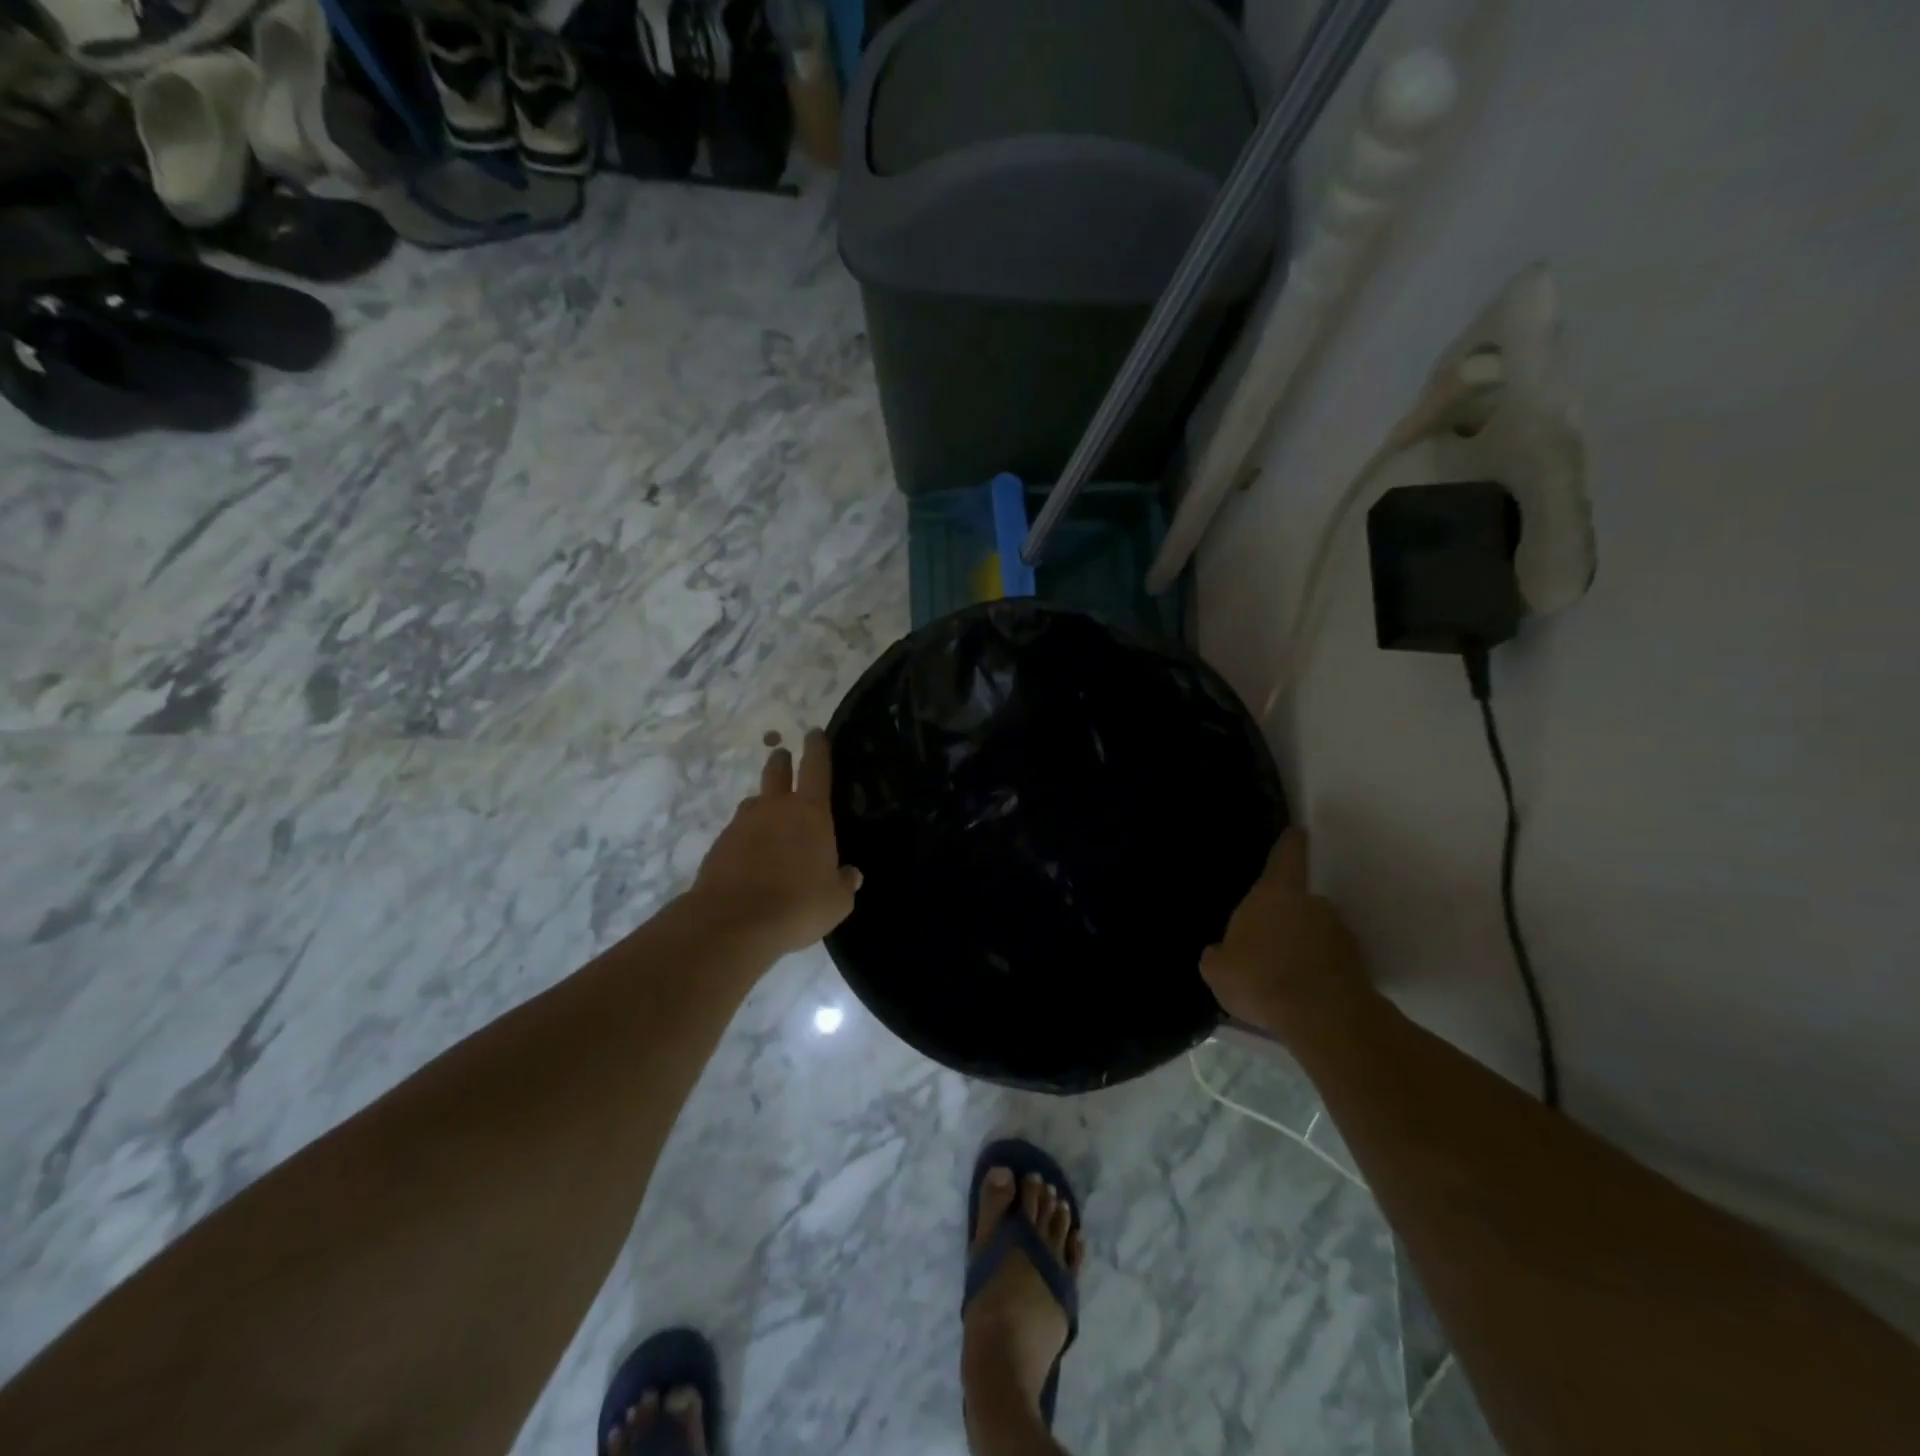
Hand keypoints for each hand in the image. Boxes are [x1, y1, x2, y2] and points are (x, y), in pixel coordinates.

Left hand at [688, 730, 861, 957]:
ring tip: (769, 819)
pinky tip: (751, 858)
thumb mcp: (836, 901)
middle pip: (776, 771)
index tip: (814, 733)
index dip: (817, 748)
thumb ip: (844, 883)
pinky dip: (746, 837)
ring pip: (754, 802)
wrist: (733, 923)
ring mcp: (742, 825)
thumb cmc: (798, 905)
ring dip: (762, 804)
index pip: (816, 768)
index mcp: (811, 813)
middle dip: (782, 761)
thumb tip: (851, 874)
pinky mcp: (719, 846)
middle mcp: (775, 809)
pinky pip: (737, 832)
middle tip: (784, 757)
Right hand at [1200, 829, 1374, 1042]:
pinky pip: (1328, 962)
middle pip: (1298, 902)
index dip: (1290, 844)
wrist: (1324, 1018)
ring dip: (1301, 947)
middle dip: (1285, 919)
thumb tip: (1218, 952)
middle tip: (1266, 944)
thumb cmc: (1261, 978)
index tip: (1297, 831)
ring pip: (1315, 933)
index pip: (1286, 857)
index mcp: (1275, 894)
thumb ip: (1217, 956)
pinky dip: (1316, 972)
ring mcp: (1340, 934)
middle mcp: (1313, 904)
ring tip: (1282, 977)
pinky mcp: (1357, 965)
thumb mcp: (1218, 971)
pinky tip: (1299, 995)